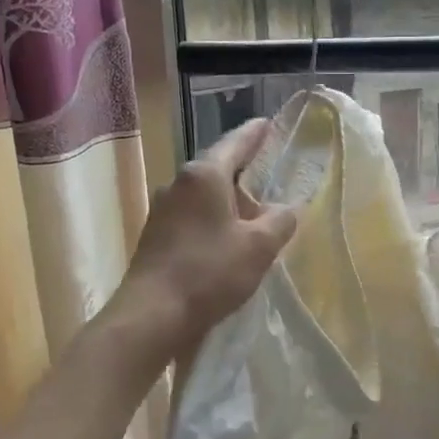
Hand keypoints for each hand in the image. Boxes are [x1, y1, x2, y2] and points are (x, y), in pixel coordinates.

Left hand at [117, 119, 298, 362]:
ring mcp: (162, 210)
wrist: (151, 315)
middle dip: (243, 174)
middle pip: (217, 169)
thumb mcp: (258, 248)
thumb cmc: (209, 273)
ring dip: (227, 202)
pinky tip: (225, 241)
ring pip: (203, 196)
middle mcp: (178, 183)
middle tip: (269, 179)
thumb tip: (287, 209)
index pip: (235, 143)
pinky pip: (191, 216)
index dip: (255, 134)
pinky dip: (212, 220)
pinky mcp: (155, 236)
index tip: (268, 123)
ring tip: (252, 217)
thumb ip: (279, 222)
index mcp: (204, 176)